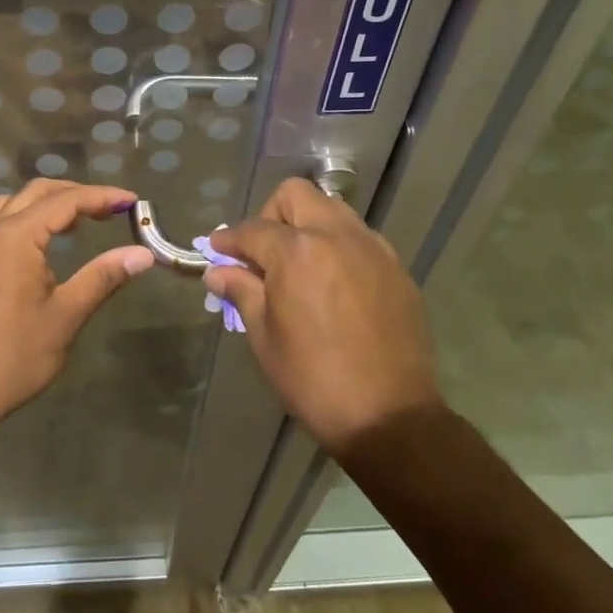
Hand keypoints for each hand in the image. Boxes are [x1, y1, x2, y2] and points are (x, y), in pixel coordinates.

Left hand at [0, 179, 154, 433]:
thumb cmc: (16, 354)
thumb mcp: (66, 315)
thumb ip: (103, 276)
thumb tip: (143, 254)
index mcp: (16, 237)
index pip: (66, 201)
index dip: (102, 197)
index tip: (133, 201)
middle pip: (38, 192)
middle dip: (77, 193)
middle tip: (112, 208)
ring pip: (16, 202)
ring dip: (50, 202)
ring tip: (81, 220)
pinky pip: (3, 221)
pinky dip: (30, 217)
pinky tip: (48, 242)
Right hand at [207, 178, 442, 454]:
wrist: (390, 416)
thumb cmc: (314, 379)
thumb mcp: (264, 337)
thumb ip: (242, 291)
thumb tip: (218, 271)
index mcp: (297, 251)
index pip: (252, 229)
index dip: (228, 240)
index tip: (216, 251)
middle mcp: (336, 236)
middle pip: (296, 195)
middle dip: (271, 215)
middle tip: (263, 253)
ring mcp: (372, 249)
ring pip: (332, 210)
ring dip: (308, 225)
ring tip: (299, 266)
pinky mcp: (396, 268)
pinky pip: (360, 238)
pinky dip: (338, 246)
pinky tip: (334, 284)